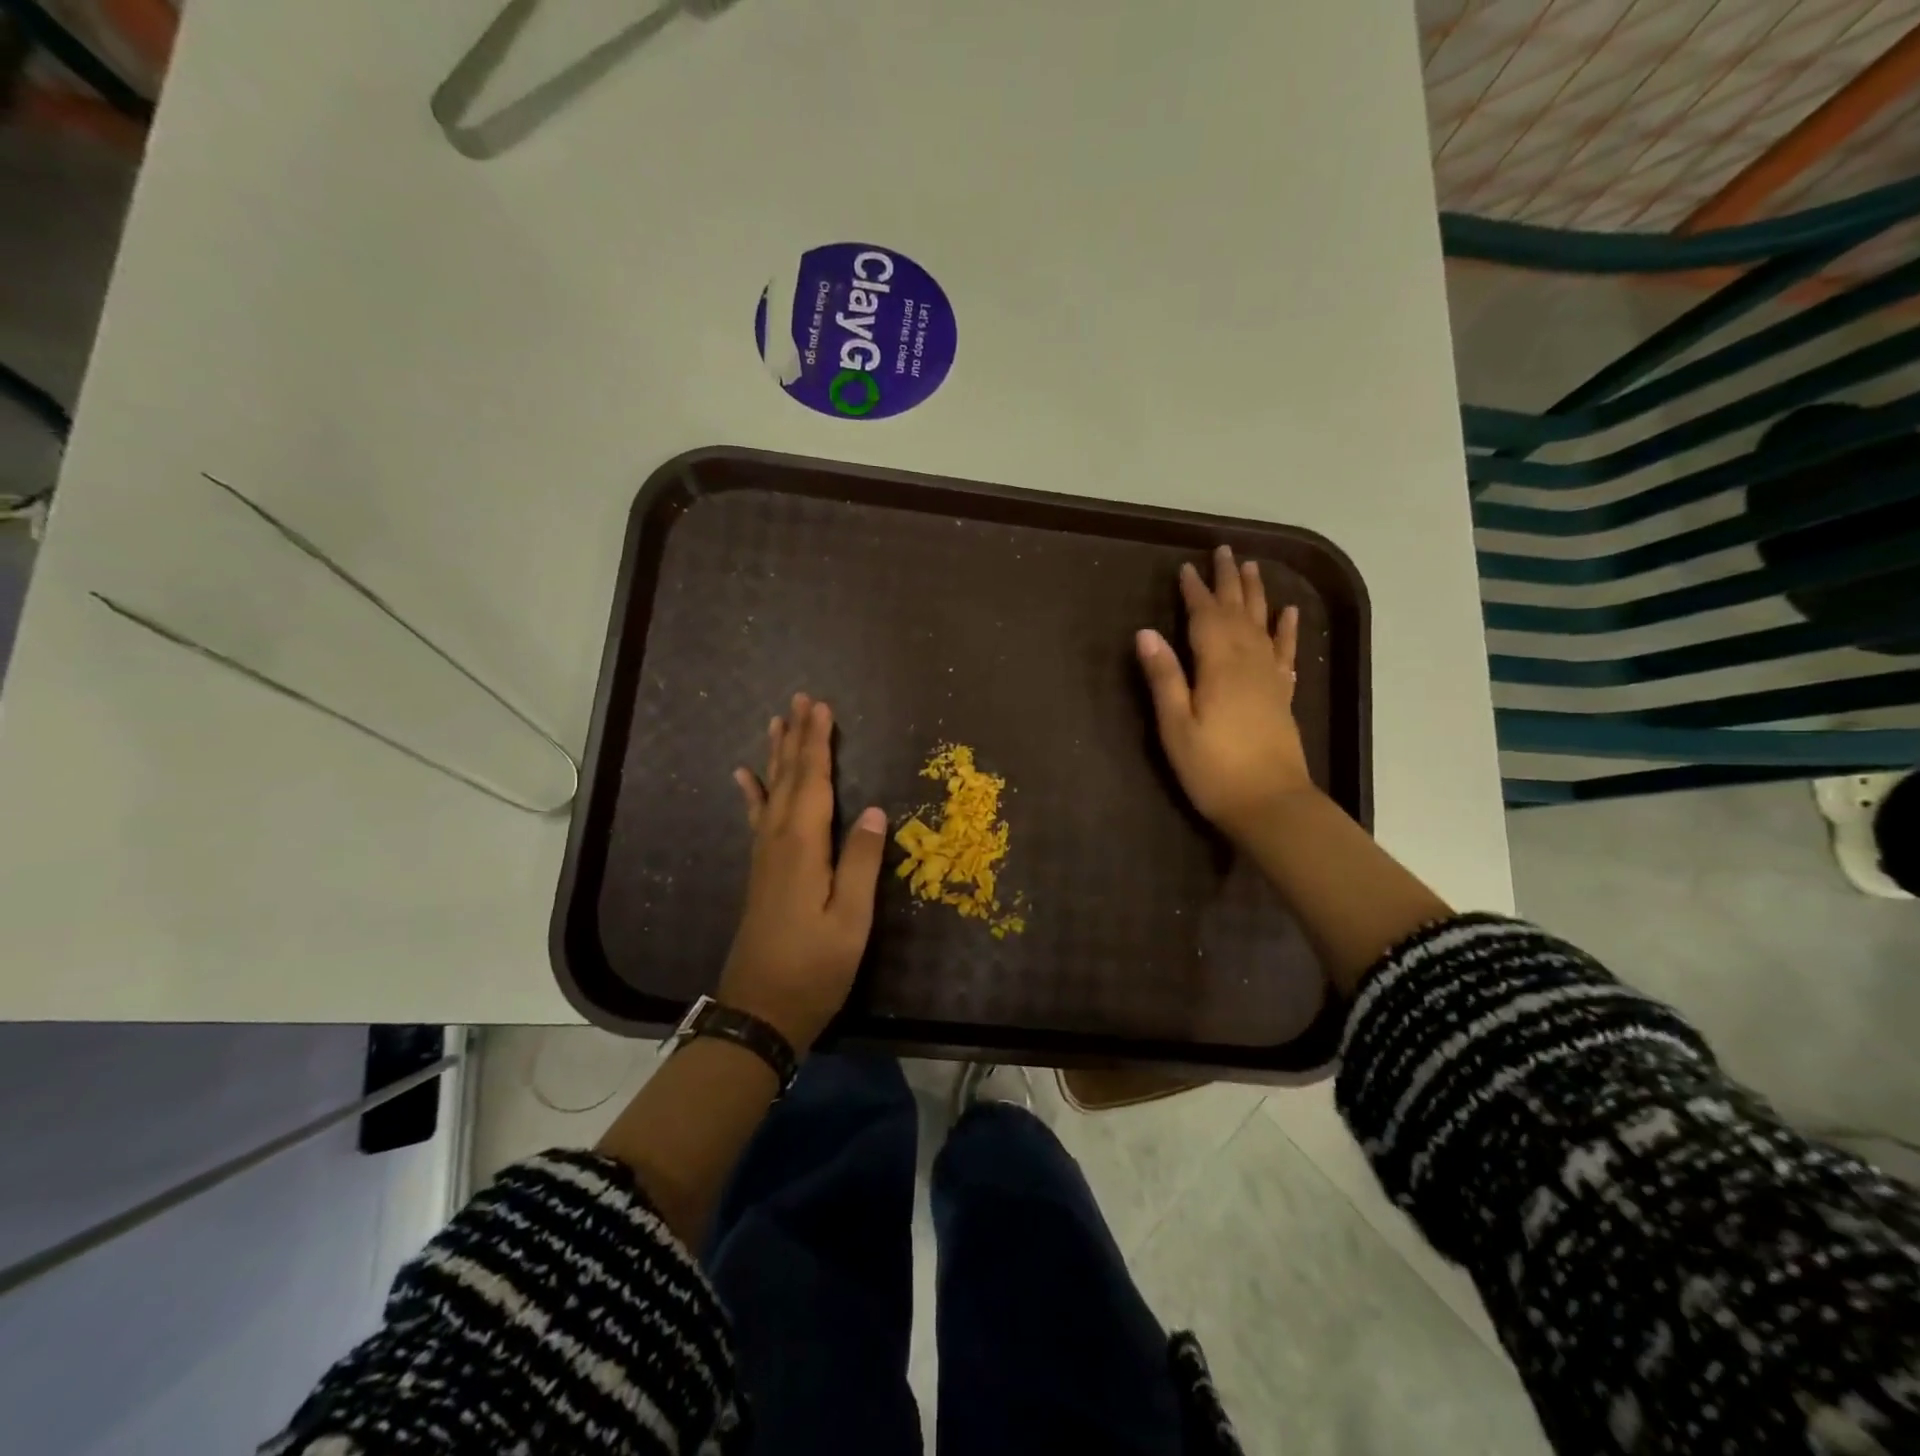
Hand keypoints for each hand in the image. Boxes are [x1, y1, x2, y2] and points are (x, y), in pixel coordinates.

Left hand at [721, 693, 887, 1051]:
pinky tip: (746, 776)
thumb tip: (877, 811)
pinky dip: (753, 792)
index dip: (818, 743)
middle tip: (801, 699)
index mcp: (803, 847)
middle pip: (790, 778)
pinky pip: (757, 817)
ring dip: (777, 755)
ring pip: (771, 792)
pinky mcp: (761, 872)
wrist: (760, 1010)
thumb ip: (862, 863)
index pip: (814, 782)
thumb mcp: (851, 921)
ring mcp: (765, 857)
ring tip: (776, 722)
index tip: (822, 708)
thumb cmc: (814, 968)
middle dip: (798, 737)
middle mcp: (778, 842)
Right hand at [1136, 545, 1312, 844]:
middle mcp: (1248, 662)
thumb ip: (1164, 677)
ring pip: (1263, 624)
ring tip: (1253, 568)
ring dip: (1257, 595)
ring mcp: (1270, 678)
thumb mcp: (1176, 726)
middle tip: (1224, 550)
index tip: (1186, 568)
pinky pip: (1284, 652)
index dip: (1195, 592)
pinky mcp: (1281, 695)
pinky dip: (1287, 629)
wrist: (1271, 805)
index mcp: (1219, 667)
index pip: (1206, 617)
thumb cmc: (1214, 770)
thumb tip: (1146, 633)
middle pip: (1238, 612)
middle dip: (1228, 581)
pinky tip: (1289, 613)